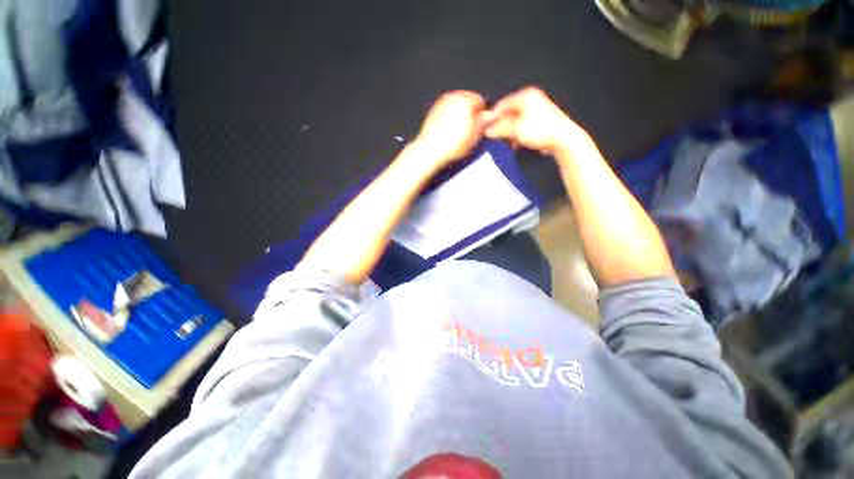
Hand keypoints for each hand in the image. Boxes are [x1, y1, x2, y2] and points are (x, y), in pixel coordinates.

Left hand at [411, 91, 488, 169]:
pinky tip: (448, 131)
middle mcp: (452, 97)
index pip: (480, 101)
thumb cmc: (452, 144)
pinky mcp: (433, 111)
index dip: (481, 114)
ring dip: (459, 115)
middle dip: (470, 113)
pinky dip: (449, 118)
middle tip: (469, 130)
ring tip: (458, 132)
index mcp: (465, 100)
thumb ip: (483, 122)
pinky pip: (446, 111)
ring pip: (456, 106)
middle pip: (467, 101)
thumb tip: (490, 115)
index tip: (480, 125)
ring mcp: (441, 103)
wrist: (430, 150)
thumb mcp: (474, 136)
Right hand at [484, 87, 583, 155]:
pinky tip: (515, 144)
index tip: (485, 129)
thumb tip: (487, 130)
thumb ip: (499, 128)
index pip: (502, 104)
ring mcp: (537, 110)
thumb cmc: (538, 130)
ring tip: (505, 143)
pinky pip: (523, 126)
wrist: (562, 139)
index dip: (492, 117)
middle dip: (501, 126)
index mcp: (525, 96)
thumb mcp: (515, 129)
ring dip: (509, 132)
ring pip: (515, 121)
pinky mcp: (540, 121)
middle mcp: (531, 99)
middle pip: (509, 113)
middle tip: (494, 137)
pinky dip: (517, 134)